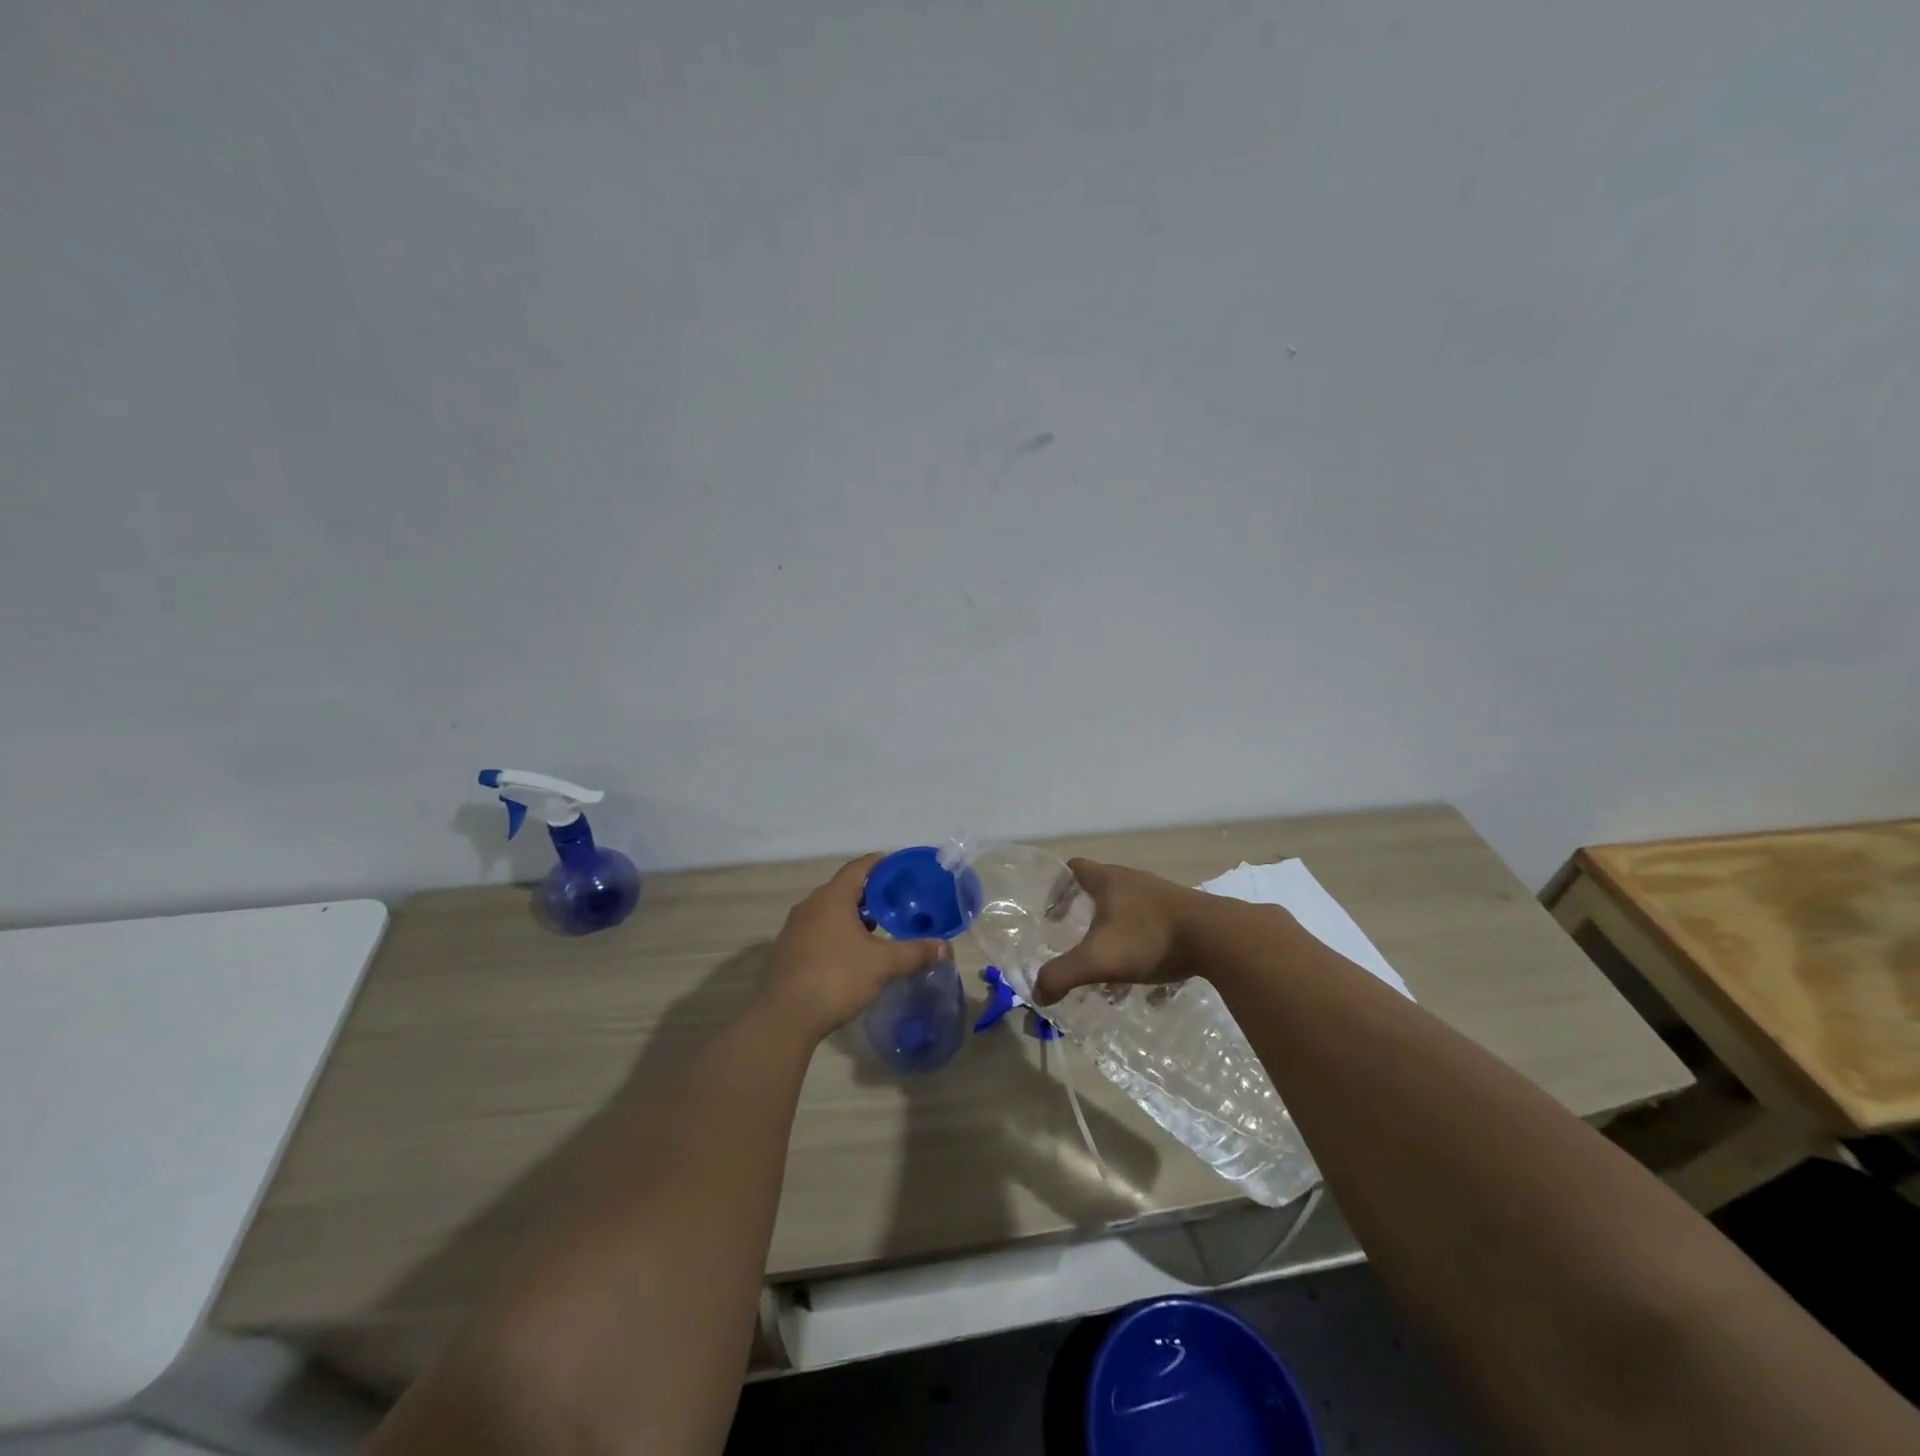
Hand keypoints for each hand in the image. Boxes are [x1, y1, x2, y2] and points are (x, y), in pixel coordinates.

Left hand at [762, 853, 948, 1040]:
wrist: (786, 1017)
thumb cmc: (837, 978)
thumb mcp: (883, 964)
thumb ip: (915, 952)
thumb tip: (946, 948)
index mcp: (832, 898)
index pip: (857, 868)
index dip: (877, 863)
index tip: (894, 864)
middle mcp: (810, 906)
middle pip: (842, 889)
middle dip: (868, 893)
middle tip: (893, 900)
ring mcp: (794, 929)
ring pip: (828, 911)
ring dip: (851, 915)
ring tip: (876, 927)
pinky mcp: (787, 950)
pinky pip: (817, 930)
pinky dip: (836, 932)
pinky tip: (850, 952)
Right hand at [1033, 859, 1216, 1005]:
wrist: (1218, 937)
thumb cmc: (1149, 938)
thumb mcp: (1098, 960)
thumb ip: (1062, 975)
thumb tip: (1038, 993)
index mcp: (1108, 881)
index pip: (1074, 869)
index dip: (1058, 888)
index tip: (1051, 915)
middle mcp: (1134, 881)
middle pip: (1102, 892)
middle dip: (1087, 920)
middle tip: (1079, 945)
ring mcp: (1163, 896)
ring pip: (1131, 914)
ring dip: (1118, 939)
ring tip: (1113, 972)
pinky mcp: (1187, 915)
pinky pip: (1158, 931)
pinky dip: (1148, 953)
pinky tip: (1151, 985)